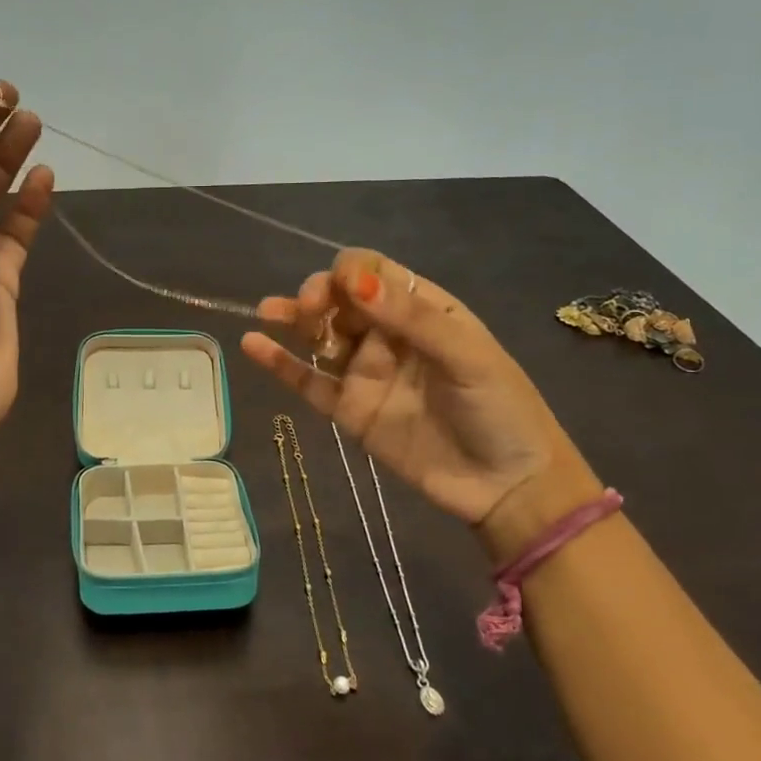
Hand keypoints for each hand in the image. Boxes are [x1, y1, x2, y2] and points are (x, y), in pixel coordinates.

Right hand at [241, 251, 596, 547]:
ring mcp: (364, 372)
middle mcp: (387, 334)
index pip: (373, 273)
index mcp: (422, 310)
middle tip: (312, 311)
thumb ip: (410, 318)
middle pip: (339, 298)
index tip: (341, 290)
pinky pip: (307, 380)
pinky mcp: (347, 409)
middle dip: (319, 294)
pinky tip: (253, 344)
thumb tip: (353, 281)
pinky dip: (279, 363)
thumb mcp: (467, 355)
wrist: (508, 487)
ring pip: (318, 335)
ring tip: (268, 312)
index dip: (350, 273)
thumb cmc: (500, 409)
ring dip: (293, 318)